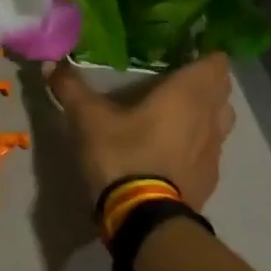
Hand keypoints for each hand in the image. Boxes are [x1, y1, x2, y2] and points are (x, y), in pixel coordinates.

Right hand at [46, 53, 235, 208]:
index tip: (183, 52)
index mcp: (188, 93)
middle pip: (221, 90)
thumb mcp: (88, 119)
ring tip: (178, 113)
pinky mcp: (210, 178)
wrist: (144, 218)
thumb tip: (50, 63)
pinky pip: (210, 150)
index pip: (216, 62)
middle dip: (204, 82)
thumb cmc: (122, 155)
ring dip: (206, 113)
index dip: (203, 54)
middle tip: (174, 79)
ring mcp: (215, 150)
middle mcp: (211, 117)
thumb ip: (71, 88)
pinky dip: (199, 144)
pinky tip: (175, 150)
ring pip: (221, 120)